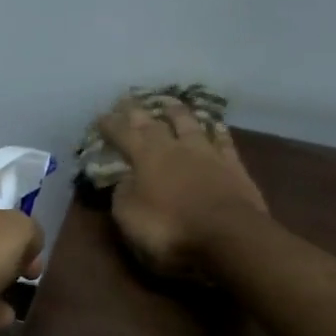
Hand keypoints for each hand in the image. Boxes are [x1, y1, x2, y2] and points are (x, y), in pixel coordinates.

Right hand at [96, 100, 267, 280]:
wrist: (228, 236)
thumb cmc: (170, 230)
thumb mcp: (129, 217)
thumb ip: (123, 193)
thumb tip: (124, 178)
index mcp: (145, 158)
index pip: (123, 134)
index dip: (111, 125)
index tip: (101, 116)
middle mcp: (176, 148)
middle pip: (154, 124)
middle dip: (138, 113)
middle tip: (128, 100)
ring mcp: (208, 154)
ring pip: (190, 124)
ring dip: (177, 113)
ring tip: (169, 103)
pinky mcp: (234, 167)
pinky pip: (223, 142)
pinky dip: (217, 132)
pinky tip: (216, 126)